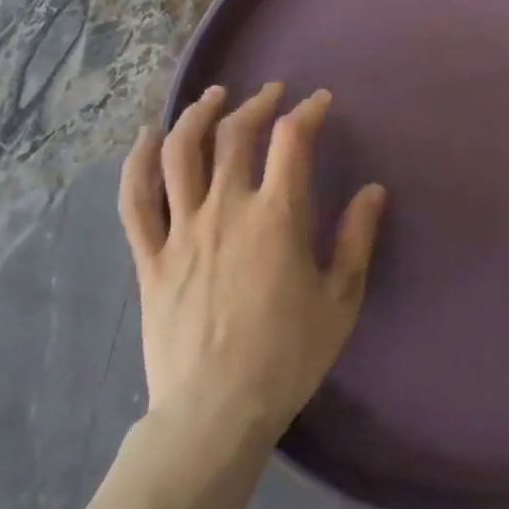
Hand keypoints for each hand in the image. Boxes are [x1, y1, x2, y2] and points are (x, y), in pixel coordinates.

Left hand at [118, 83, 388, 441]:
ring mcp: (181, 231)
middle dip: (257, 104)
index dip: (307, 111)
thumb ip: (357, 238)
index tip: (319, 102)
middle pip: (235, 135)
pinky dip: (139, 162)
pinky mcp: (150, 257)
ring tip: (213, 97)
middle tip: (272, 94)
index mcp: (276, 217)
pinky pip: (136, 200)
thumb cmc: (286, 356)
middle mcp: (226, 209)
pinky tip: (148, 137)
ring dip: (197, 116)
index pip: (292, 140)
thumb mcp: (340, 300)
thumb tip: (373, 190)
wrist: (214, 414)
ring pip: (181, 153)